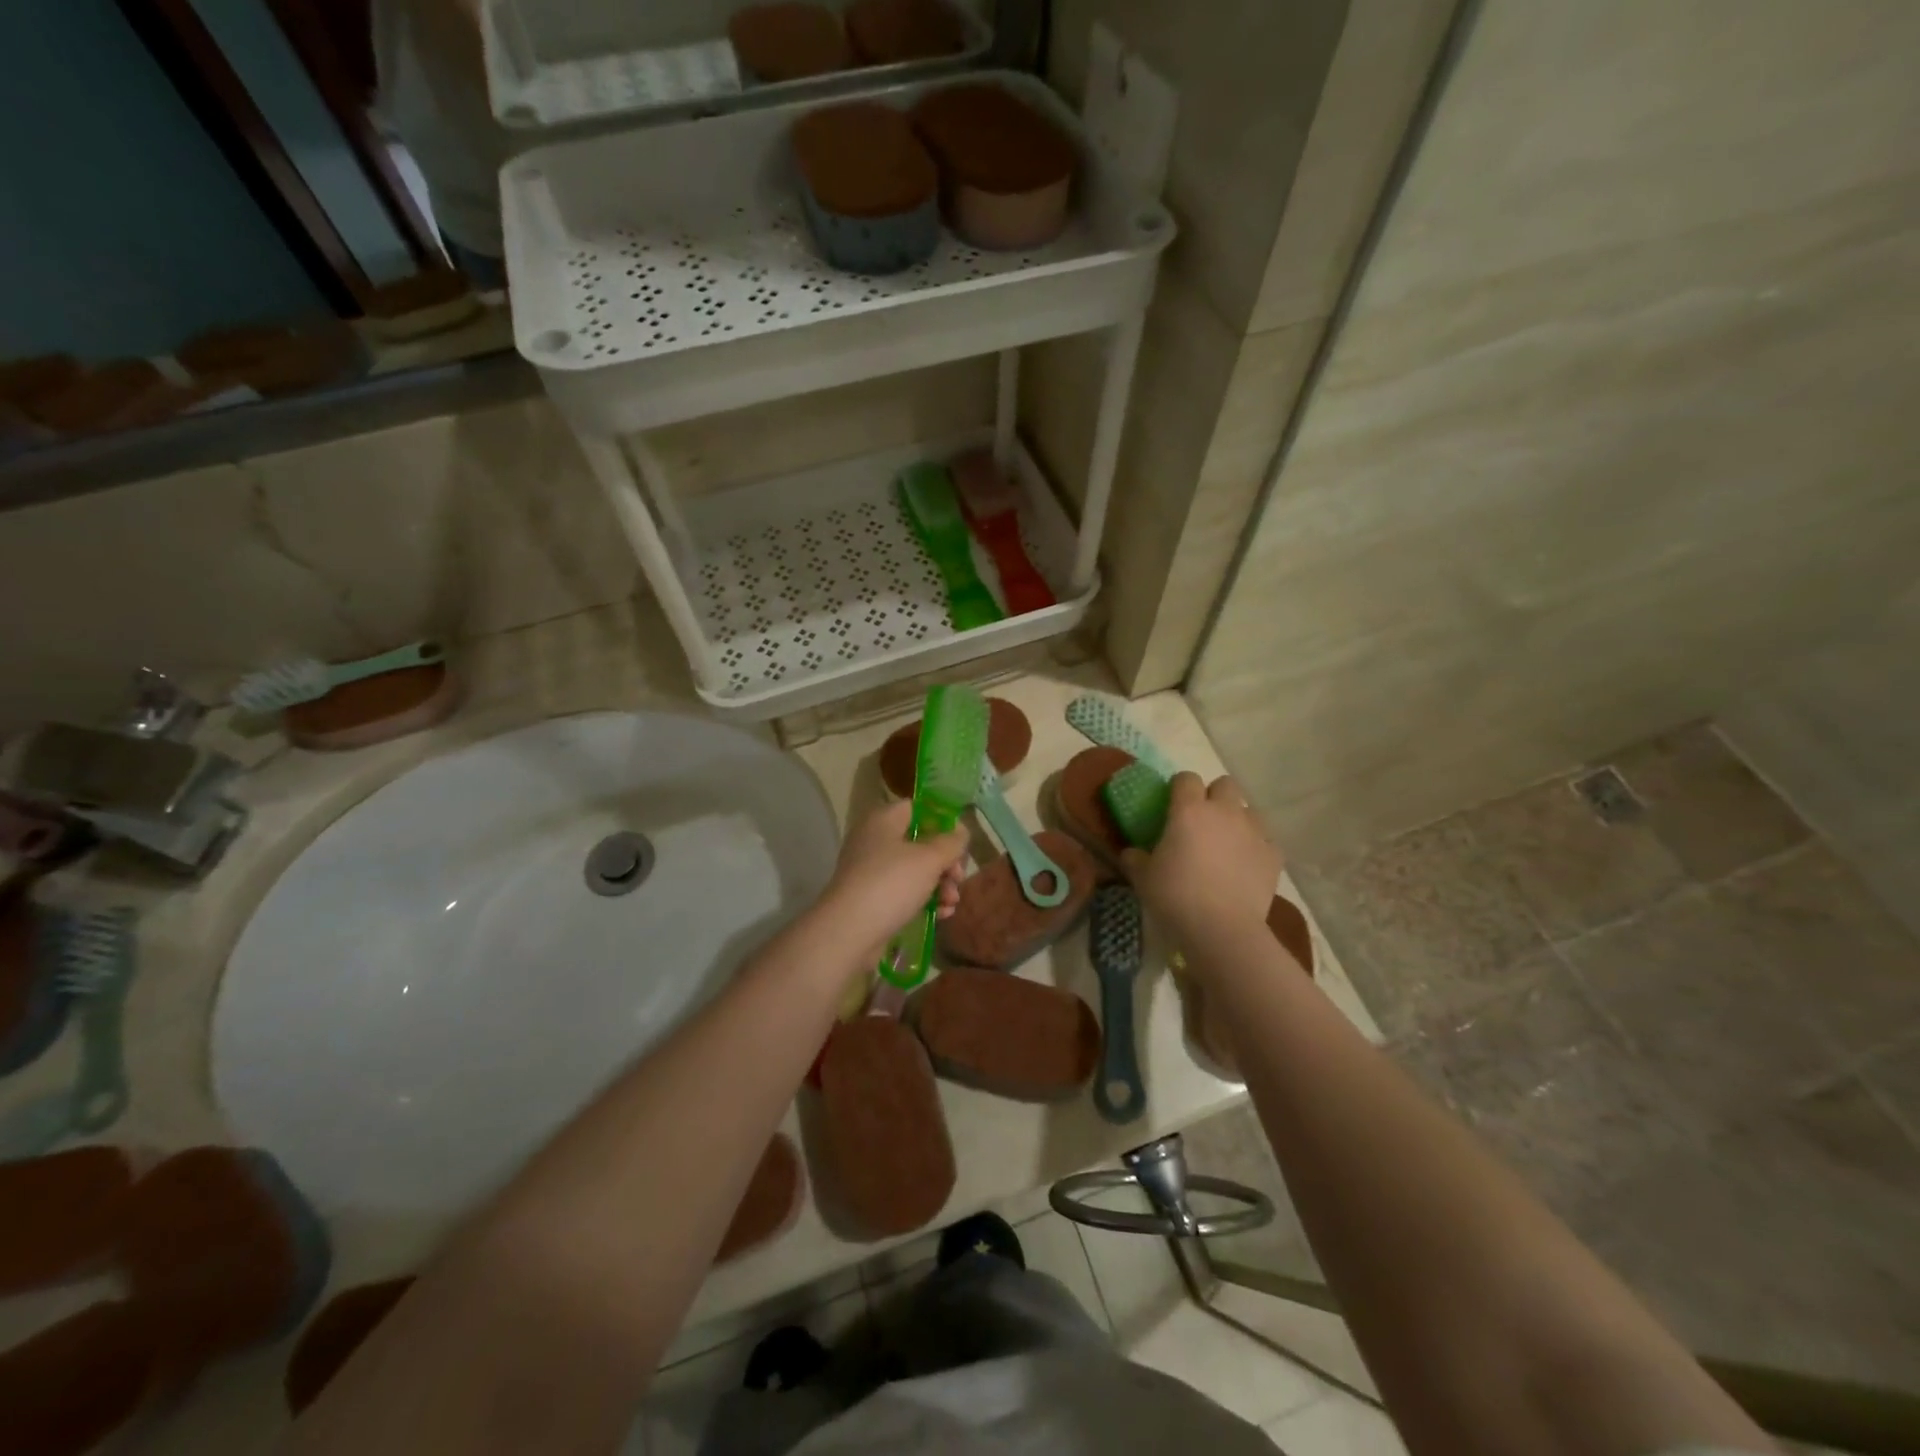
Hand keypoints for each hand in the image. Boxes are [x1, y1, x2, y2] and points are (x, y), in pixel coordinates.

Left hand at [820, 800, 967, 961]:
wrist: (849, 932)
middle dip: (946, 861)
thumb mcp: (929, 859)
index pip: (917, 808)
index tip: (960, 842)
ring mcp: (872, 871)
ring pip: (915, 870)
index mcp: (883, 820)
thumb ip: (950, 842)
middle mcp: (875, 841)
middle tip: (958, 877)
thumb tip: (960, 831)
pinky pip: (905, 892)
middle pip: (920, 842)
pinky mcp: (873, 898)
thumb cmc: (891, 884)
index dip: (942, 821)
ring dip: (940, 884)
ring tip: (952, 902)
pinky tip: (942, 914)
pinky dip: (924, 900)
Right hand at [1122, 774, 1279, 942]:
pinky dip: (1256, 847)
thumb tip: (1131, 853)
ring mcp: (1254, 831)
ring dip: (1237, 819)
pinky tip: (1245, 865)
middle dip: (1214, 796)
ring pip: (1249, 810)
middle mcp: (1224, 811)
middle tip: (1202, 821)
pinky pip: (1265, 840)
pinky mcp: (1274, 854)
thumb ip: (1135, 859)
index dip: (1178, 788)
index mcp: (1189, 810)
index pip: (1185, 778)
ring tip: (1226, 843)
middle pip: (1225, 784)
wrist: (1223, 929)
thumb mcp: (1143, 878)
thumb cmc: (1176, 897)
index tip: (1171, 805)